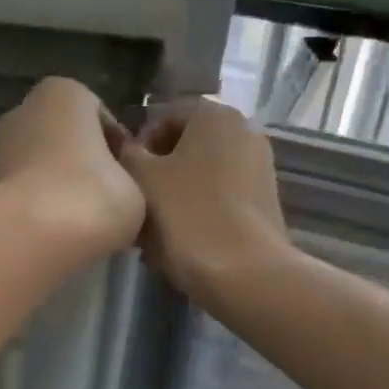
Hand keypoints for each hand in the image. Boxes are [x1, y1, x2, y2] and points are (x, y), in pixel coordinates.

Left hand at [0, 77, 145, 255]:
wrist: (33, 238)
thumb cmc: (94, 196)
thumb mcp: (136, 189)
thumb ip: (129, 182)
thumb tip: (118, 193)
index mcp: (66, 93)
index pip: (102, 120)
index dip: (119, 153)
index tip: (130, 182)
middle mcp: (25, 111)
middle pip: (65, 141)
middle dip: (83, 167)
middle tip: (105, 203)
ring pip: (41, 168)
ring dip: (59, 189)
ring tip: (81, 224)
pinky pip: (24, 195)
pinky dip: (38, 210)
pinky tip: (56, 235)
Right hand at [120, 98, 291, 309]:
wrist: (246, 275)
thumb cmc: (188, 218)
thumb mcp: (142, 180)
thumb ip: (128, 155)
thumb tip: (127, 149)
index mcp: (215, 114)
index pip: (163, 117)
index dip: (137, 147)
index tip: (124, 179)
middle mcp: (244, 131)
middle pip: (185, 148)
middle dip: (158, 174)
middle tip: (136, 208)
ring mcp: (259, 168)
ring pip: (202, 177)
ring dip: (175, 197)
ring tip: (155, 232)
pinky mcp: (265, 204)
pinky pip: (220, 199)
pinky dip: (199, 213)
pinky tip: (182, 242)